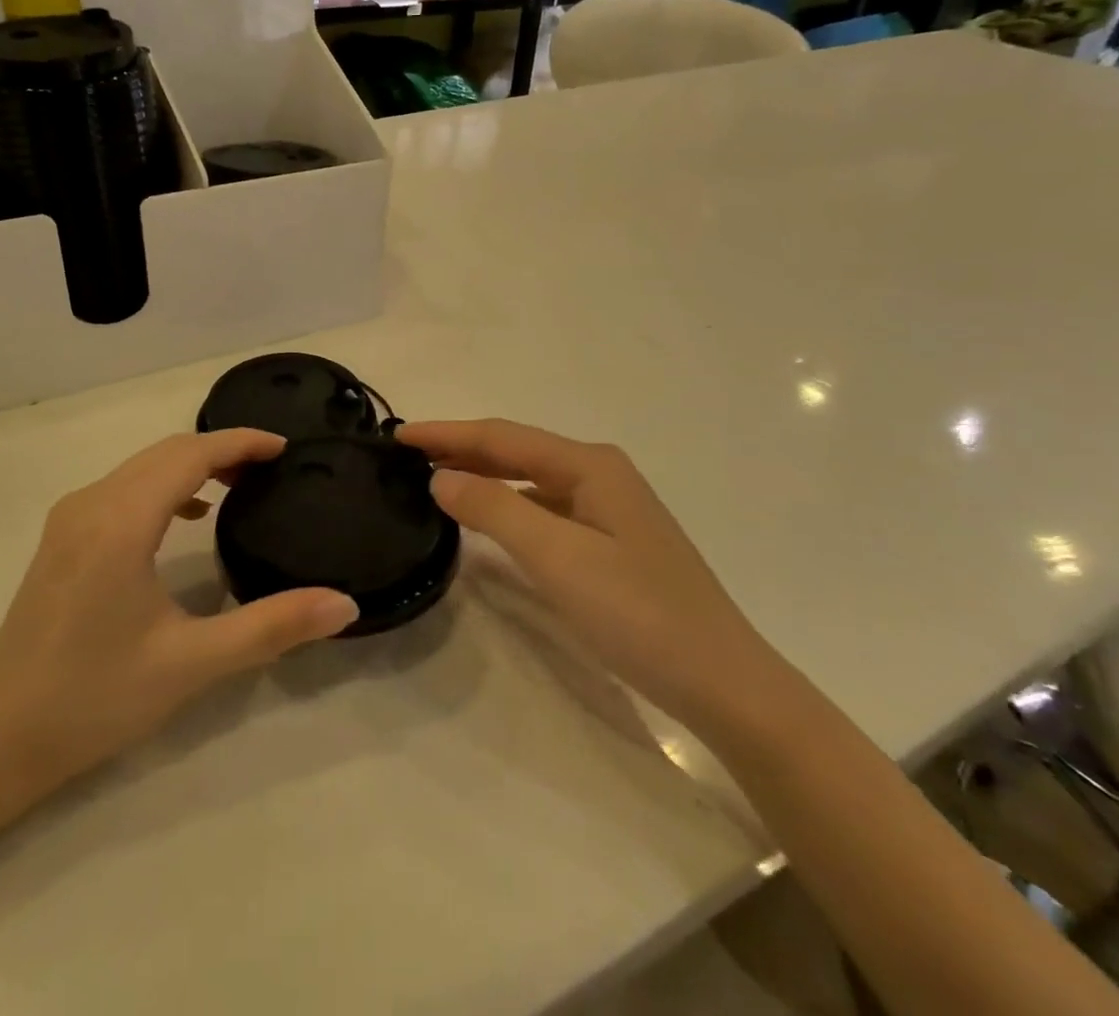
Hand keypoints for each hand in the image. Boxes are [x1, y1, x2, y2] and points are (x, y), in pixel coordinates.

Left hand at [0, 430, 358, 803]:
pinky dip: (164, 484)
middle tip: (272, 466)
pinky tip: (188, 514)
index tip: (285, 447)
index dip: (240, 442)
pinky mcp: (63, 538)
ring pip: (142, 466)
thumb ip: (272, 626)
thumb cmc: (96, 698)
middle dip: (222, 449)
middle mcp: (92, 503)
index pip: (190, 455)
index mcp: (121, 521)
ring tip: (240, 484)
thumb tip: (344, 604)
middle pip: (166, 452)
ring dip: (192, 464)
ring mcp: (71, 518)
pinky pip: (123, 487)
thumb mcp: (192, 663)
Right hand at [397, 419, 779, 729]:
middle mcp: (599, 474)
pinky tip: (486, 518)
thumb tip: (440, 476)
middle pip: (516, 451)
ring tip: (434, 478)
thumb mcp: (557, 557)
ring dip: (482, 475)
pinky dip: (507, 505)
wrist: (722, 683)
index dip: (447, 433)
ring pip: (529, 479)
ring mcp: (608, 508)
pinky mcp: (610, 541)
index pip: (501, 436)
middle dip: (461, 449)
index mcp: (589, 465)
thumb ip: (494, 510)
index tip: (395, 435)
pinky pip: (544, 508)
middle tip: (405, 455)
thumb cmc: (638, 613)